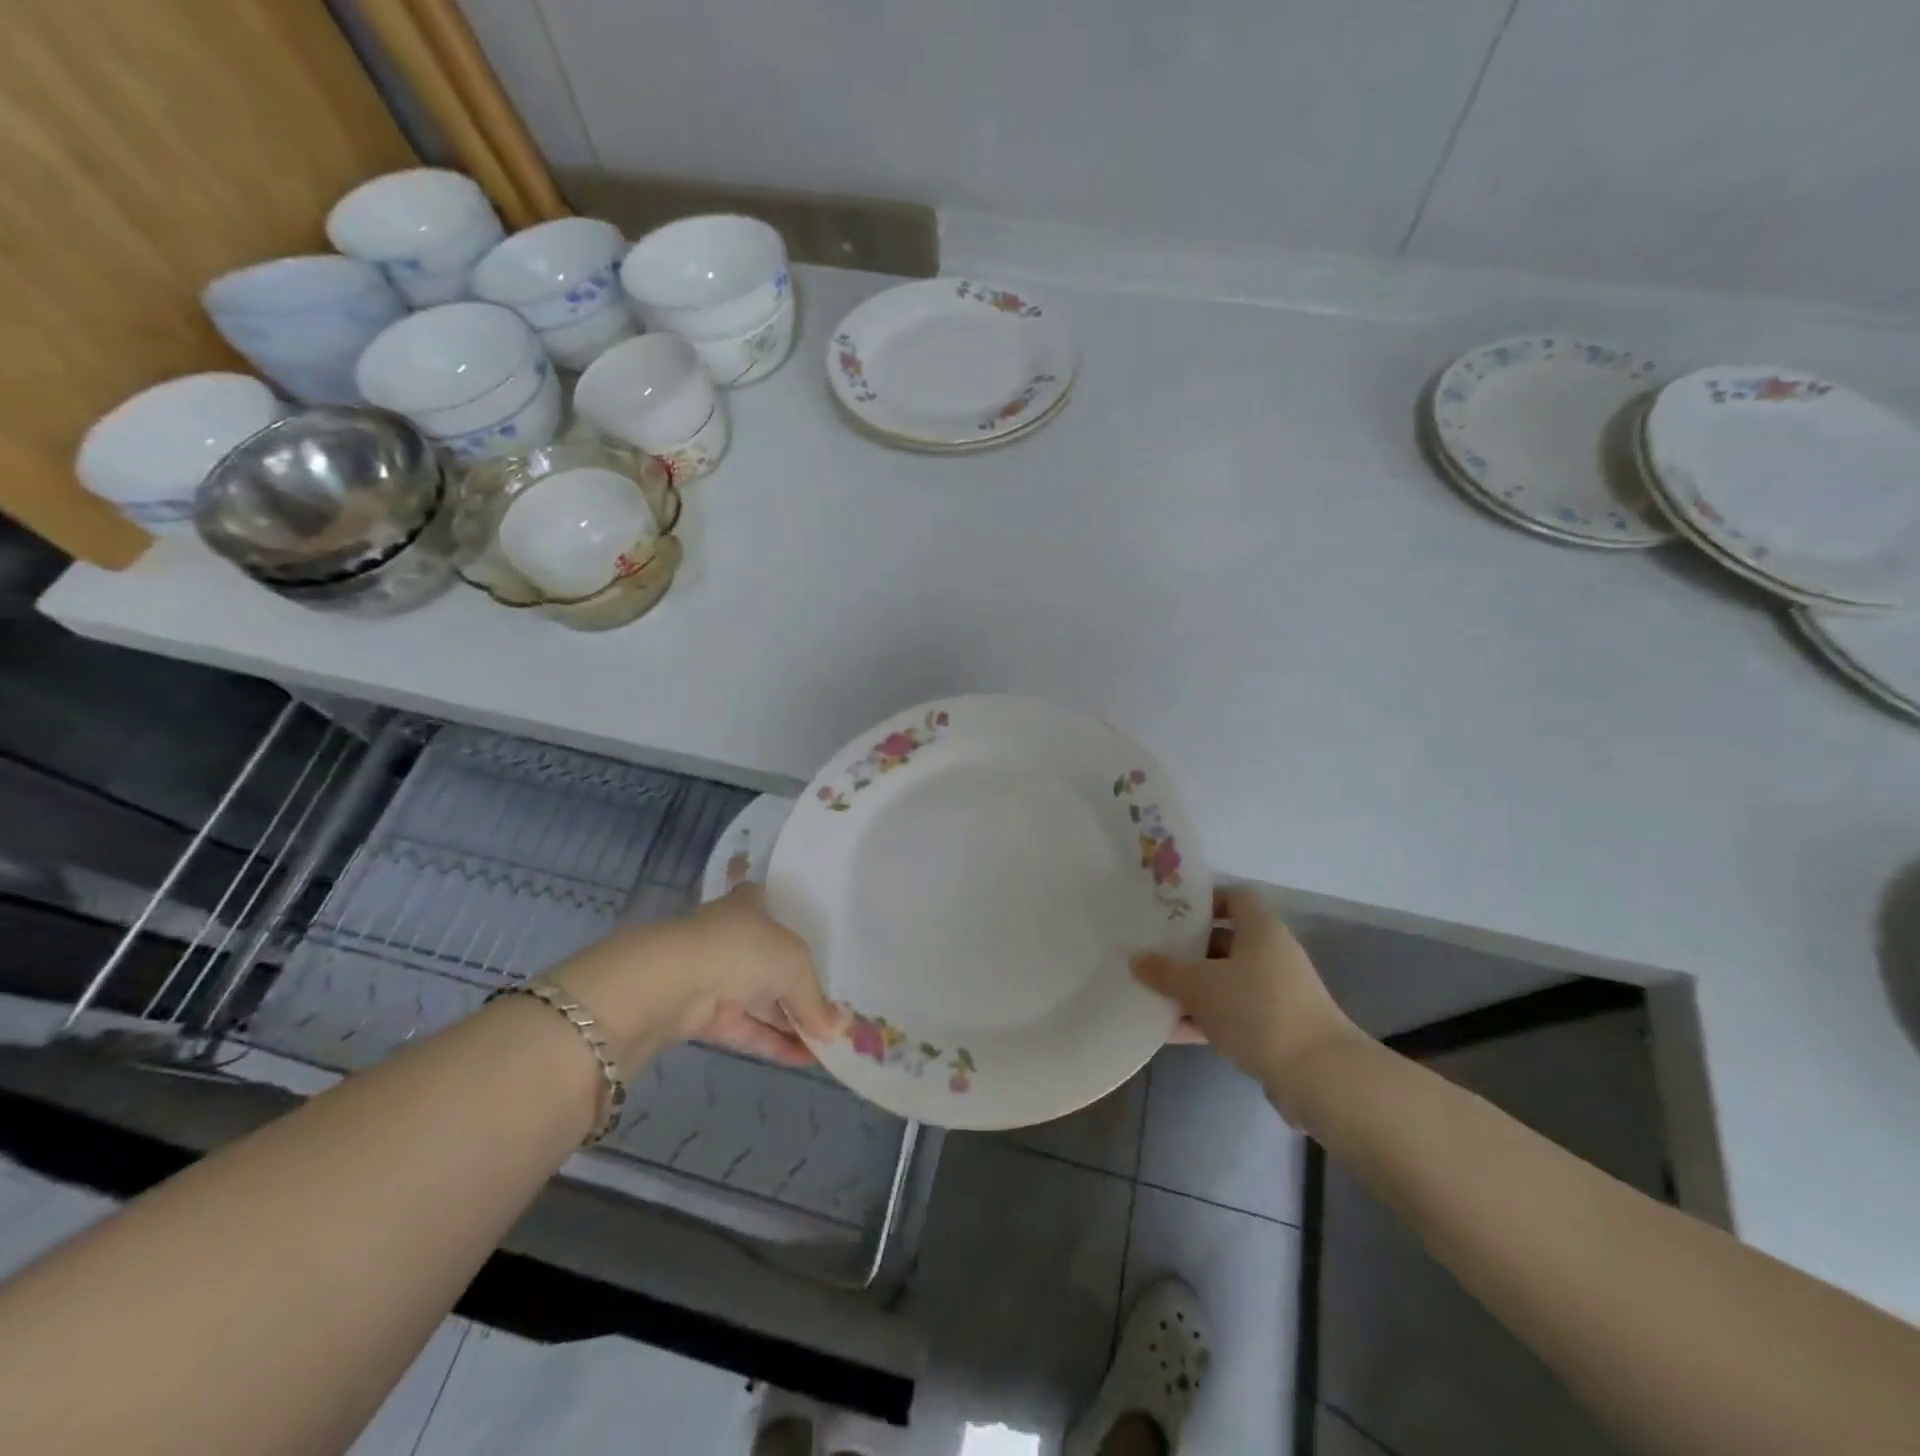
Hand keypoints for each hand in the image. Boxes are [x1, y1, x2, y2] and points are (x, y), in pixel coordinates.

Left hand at [553, 886, 841, 1070]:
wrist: (679, 982)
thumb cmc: (746, 949)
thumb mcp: (797, 965)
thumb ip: (816, 999)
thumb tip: (838, 1030)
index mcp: (749, 905)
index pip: (771, 907)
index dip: (793, 924)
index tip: (818, 946)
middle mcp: (731, 937)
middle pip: (771, 963)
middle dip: (800, 989)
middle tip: (834, 1014)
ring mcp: (715, 977)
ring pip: (759, 1000)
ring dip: (791, 1022)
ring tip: (828, 1044)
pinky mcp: (703, 1016)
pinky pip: (747, 1029)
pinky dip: (773, 1043)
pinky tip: (804, 1059)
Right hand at [1132, 887, 1361, 1118]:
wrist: (1318, 1075)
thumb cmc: (1256, 1010)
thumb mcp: (1199, 986)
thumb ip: (1164, 971)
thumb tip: (1136, 958)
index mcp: (1260, 929)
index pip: (1234, 897)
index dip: (1204, 901)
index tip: (1170, 914)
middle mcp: (1272, 954)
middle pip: (1224, 941)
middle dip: (1187, 950)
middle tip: (1151, 955)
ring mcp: (1276, 993)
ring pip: (1226, 981)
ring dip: (1192, 989)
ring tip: (1152, 995)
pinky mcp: (1276, 1028)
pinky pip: (1233, 1014)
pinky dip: (1205, 1019)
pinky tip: (1170, 1031)